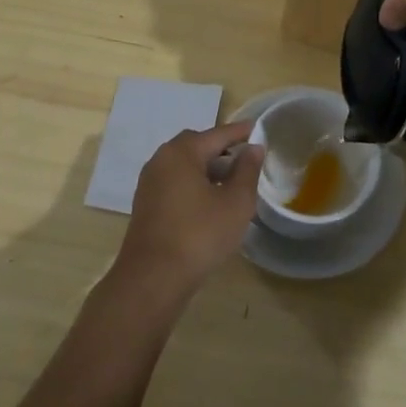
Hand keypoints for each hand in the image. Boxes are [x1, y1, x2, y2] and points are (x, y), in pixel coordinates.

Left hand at [114, 121, 263, 295]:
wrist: (153, 278)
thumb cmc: (200, 235)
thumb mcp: (236, 202)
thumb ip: (247, 171)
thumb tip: (253, 148)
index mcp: (182, 153)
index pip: (217, 134)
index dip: (241, 132)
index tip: (259, 129)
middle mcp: (161, 160)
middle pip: (196, 145)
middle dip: (221, 149)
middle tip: (245, 158)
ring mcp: (149, 183)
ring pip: (184, 165)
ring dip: (207, 168)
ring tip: (232, 183)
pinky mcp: (146, 205)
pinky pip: (175, 182)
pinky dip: (194, 183)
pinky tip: (210, 202)